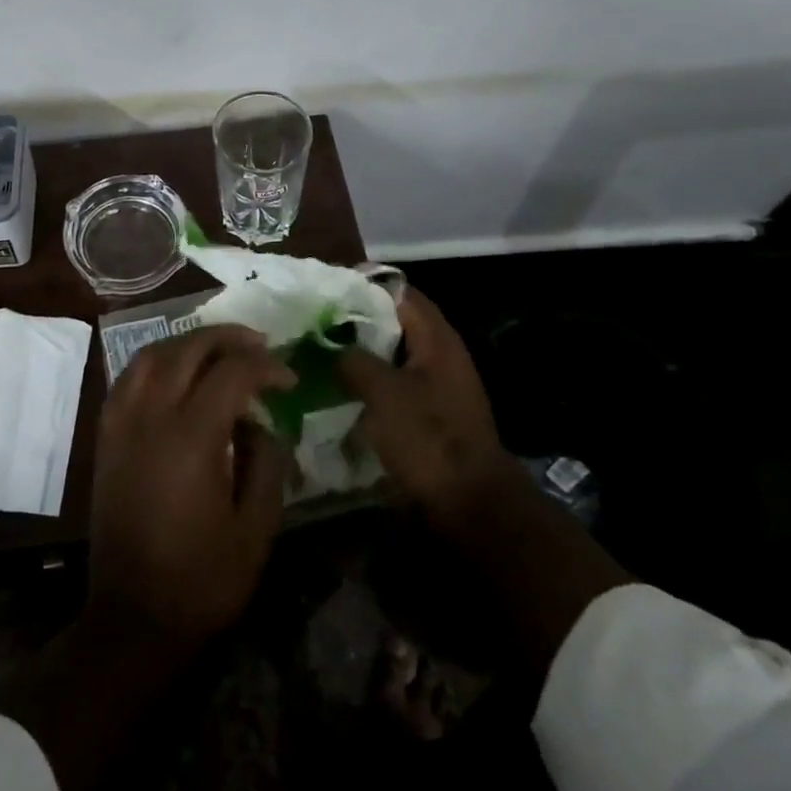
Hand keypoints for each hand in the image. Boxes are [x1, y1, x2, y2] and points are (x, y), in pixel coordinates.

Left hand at [87, 326, 294, 649]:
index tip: (289, 380)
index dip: (266, 367)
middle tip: (260, 345)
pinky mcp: (106, 434)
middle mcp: (152, 415)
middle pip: (189, 348)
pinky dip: (156, 360)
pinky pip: (129, 376)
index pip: (232, 372)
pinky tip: (175, 372)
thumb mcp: (256, 530)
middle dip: (229, 338)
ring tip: (219, 350)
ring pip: (153, 353)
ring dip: (189, 342)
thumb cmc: (201, 580)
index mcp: (192, 437)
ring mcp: (122, 421)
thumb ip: (267, 464)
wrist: (132, 617)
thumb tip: (261, 422)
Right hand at [338, 289, 519, 529]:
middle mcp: (443, 354)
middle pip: (396, 322)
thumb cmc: (428, 437)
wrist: (473, 505)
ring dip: (363, 353)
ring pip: (394, 355)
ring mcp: (440, 385)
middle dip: (358, 320)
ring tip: (324, 352)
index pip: (400, 292)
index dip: (365, 285)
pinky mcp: (434, 414)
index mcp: (437, 338)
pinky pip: (397, 383)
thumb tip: (331, 347)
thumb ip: (353, 360)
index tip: (328, 287)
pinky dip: (373, 381)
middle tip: (318, 320)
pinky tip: (344, 389)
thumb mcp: (382, 392)